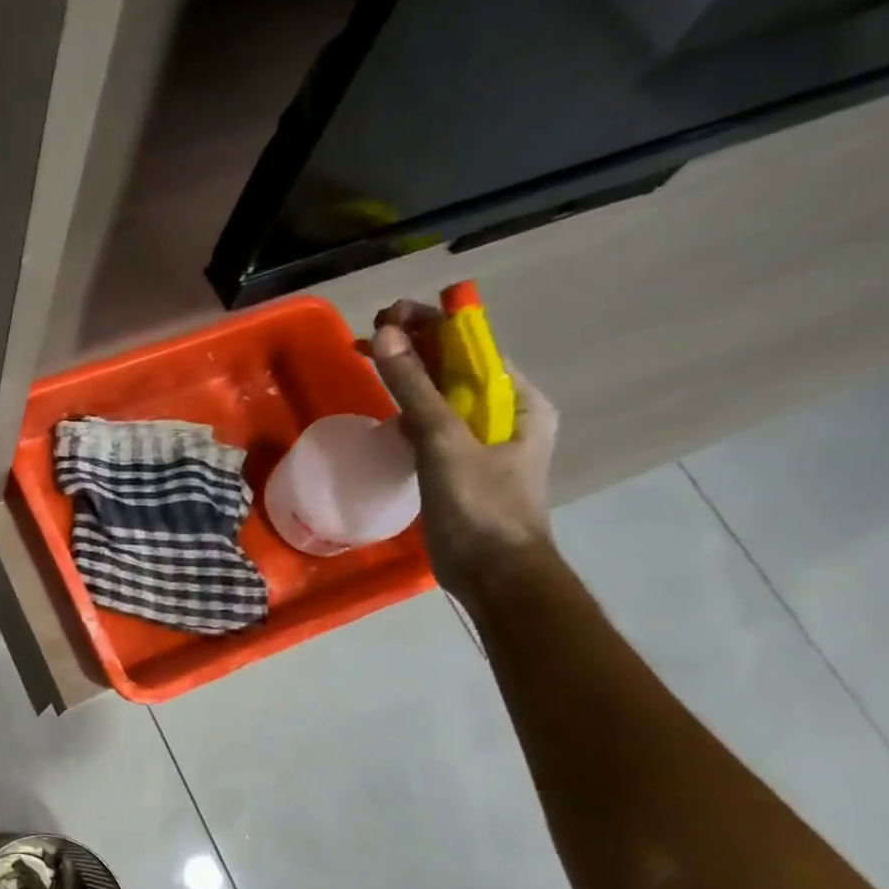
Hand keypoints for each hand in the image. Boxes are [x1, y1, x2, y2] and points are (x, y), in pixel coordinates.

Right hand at [368, 299, 559, 603]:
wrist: (494, 574)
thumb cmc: (480, 507)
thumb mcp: (445, 443)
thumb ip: (415, 389)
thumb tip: (388, 334)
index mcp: (518, 401)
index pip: (473, 348)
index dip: (432, 327)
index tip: (388, 314)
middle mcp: (503, 415)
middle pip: (455, 370)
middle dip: (415, 349)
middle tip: (370, 334)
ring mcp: (479, 443)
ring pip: (439, 398)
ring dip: (407, 379)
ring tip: (370, 360)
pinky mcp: (456, 468)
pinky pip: (430, 428)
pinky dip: (407, 412)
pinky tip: (384, 411)